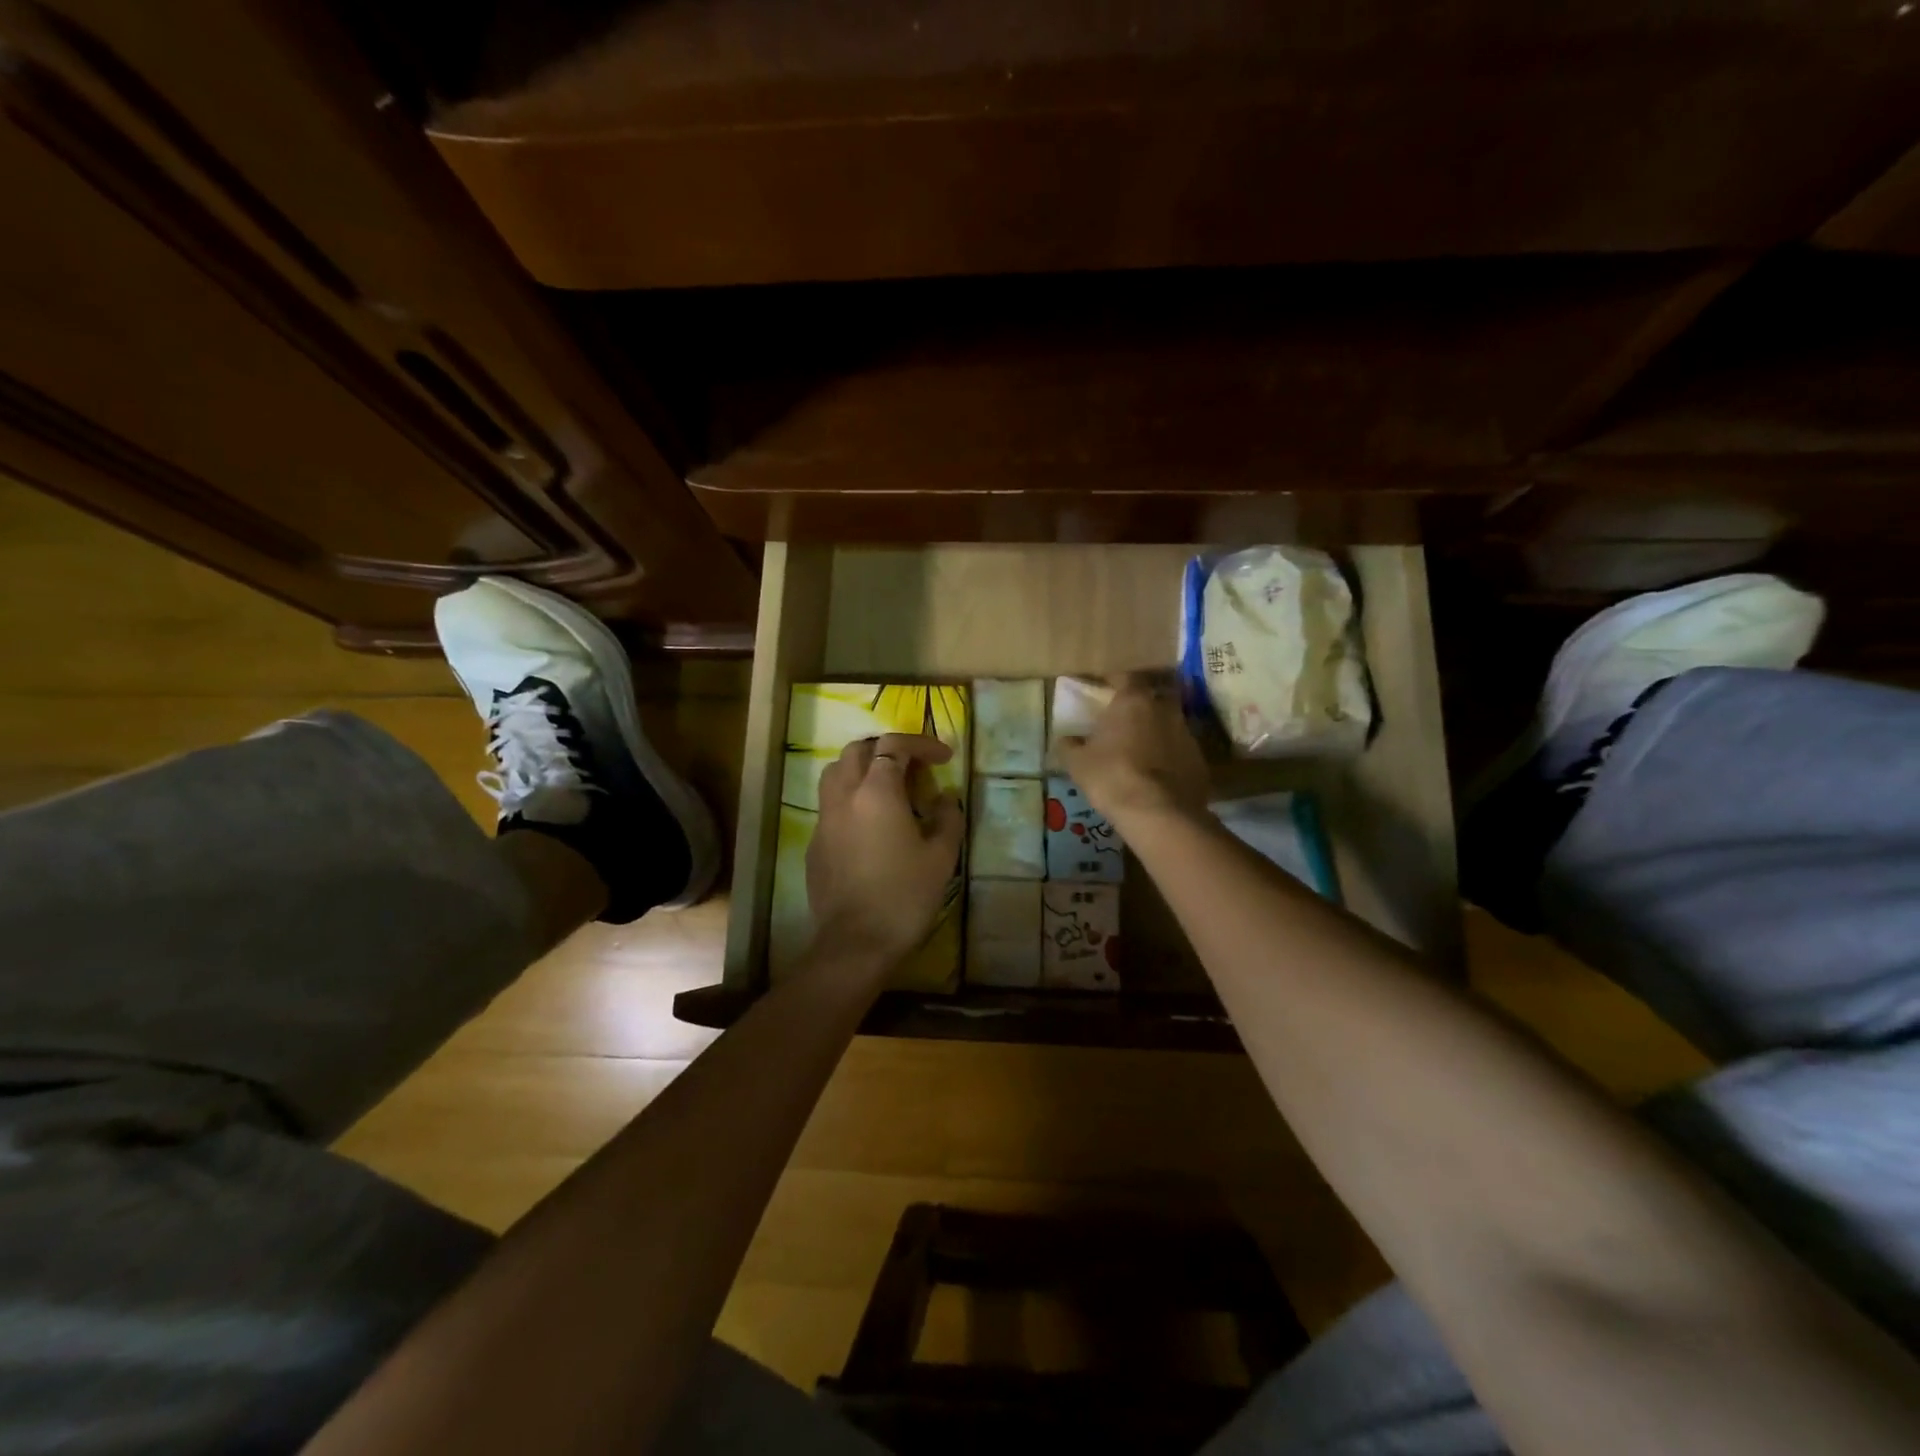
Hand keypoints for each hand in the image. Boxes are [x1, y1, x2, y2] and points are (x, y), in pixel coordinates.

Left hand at [807, 733, 964, 964]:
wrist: (856, 943)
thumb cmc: (905, 896)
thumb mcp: (941, 857)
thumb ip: (948, 817)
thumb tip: (945, 797)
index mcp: (876, 792)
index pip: (893, 746)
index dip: (921, 744)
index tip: (944, 758)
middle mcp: (844, 796)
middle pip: (858, 750)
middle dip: (888, 750)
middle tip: (914, 769)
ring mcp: (824, 819)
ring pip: (836, 773)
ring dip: (862, 769)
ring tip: (888, 788)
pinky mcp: (815, 843)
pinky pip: (830, 804)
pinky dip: (851, 798)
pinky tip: (870, 824)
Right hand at [1057, 674, 1210, 826]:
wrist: (1158, 813)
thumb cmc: (1111, 777)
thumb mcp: (1077, 763)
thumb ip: (1069, 746)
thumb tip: (1065, 739)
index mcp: (1133, 700)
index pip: (1125, 677)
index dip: (1114, 681)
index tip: (1105, 688)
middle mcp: (1164, 709)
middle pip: (1154, 696)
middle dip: (1142, 704)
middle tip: (1126, 718)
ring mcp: (1187, 734)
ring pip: (1170, 723)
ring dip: (1158, 730)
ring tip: (1142, 748)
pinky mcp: (1200, 760)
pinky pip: (1181, 750)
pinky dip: (1170, 755)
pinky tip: (1158, 773)